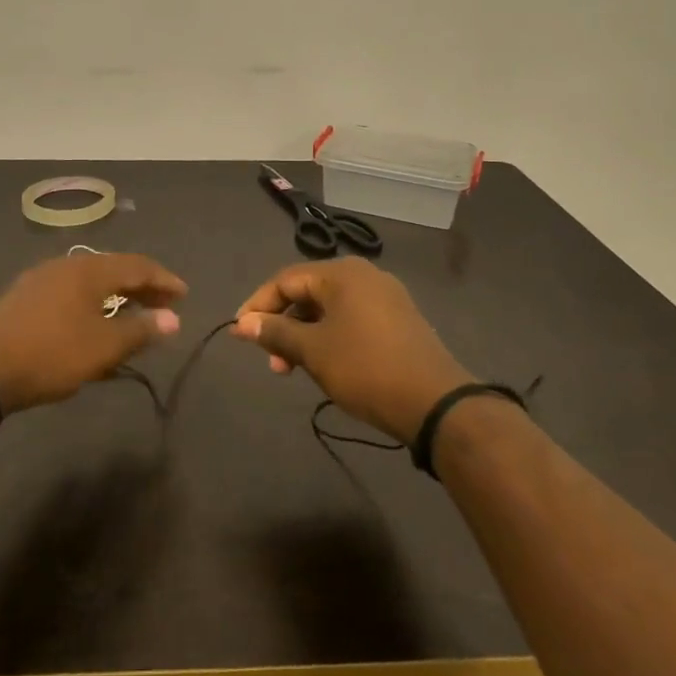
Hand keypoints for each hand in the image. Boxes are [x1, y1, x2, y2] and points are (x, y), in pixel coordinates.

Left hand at [0, 253, 186, 413]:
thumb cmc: (51, 354)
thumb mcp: (103, 347)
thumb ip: (141, 330)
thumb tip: (173, 318)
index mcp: (89, 270)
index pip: (137, 266)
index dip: (164, 280)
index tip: (184, 296)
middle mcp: (66, 265)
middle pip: (114, 270)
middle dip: (141, 288)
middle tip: (163, 307)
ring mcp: (41, 279)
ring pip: (90, 283)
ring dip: (116, 298)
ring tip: (131, 318)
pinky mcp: (23, 298)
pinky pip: (70, 294)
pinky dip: (92, 305)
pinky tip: (92, 326)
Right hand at [233, 257, 471, 443]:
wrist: (435, 403)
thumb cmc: (366, 368)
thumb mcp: (313, 351)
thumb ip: (276, 333)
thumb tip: (243, 324)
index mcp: (342, 273)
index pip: (286, 279)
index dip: (259, 305)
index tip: (240, 333)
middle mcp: (364, 276)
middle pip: (309, 292)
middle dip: (283, 325)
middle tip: (271, 361)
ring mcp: (386, 297)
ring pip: (330, 309)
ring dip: (305, 335)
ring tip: (294, 369)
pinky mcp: (399, 320)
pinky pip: (352, 319)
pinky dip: (330, 337)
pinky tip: (325, 365)